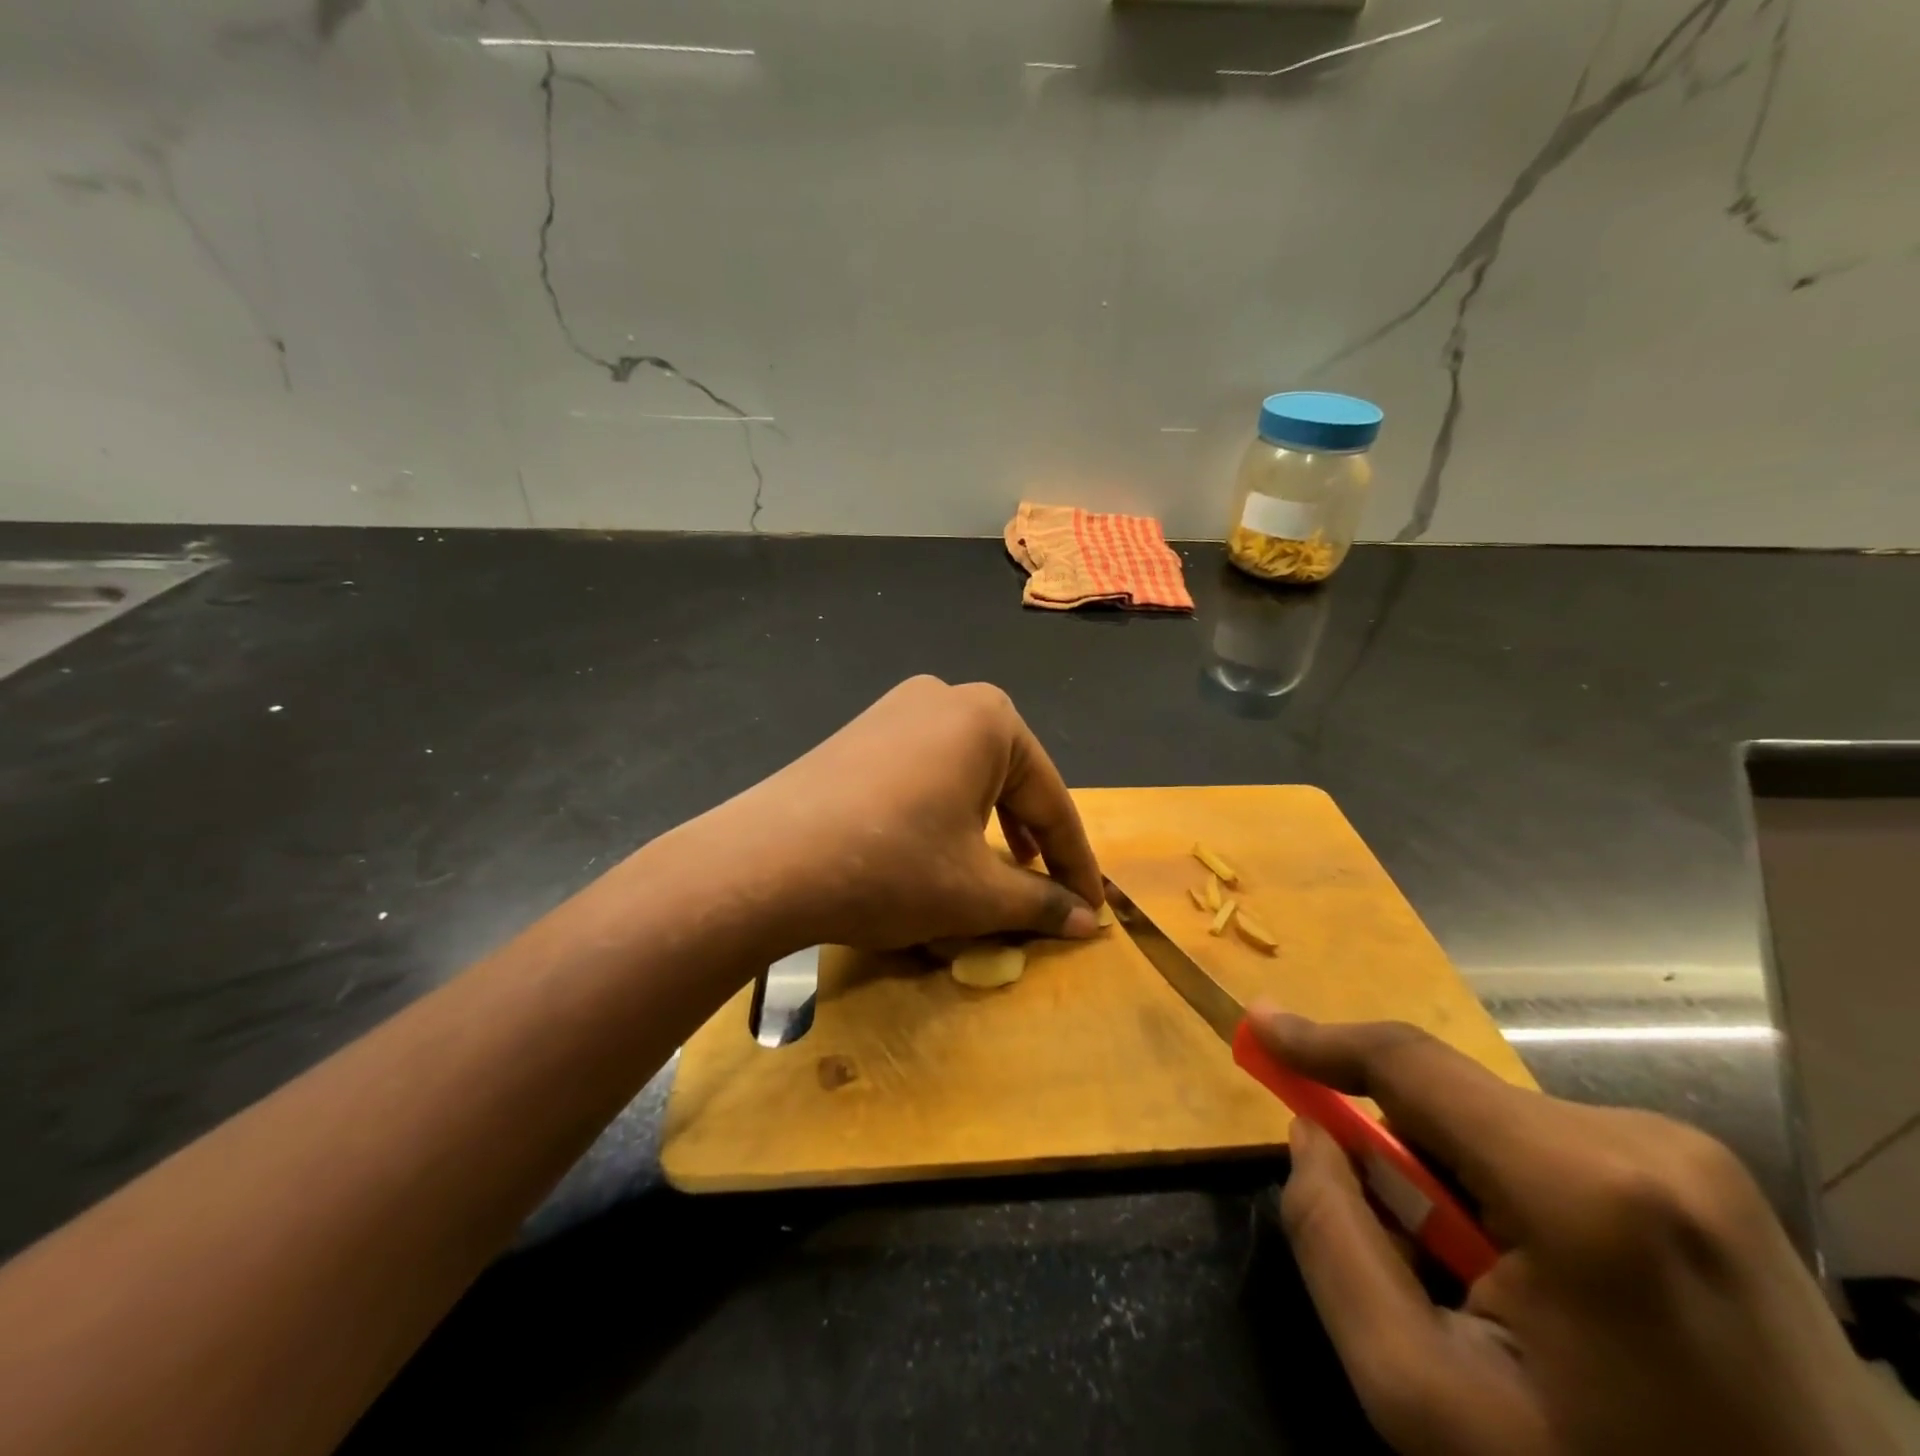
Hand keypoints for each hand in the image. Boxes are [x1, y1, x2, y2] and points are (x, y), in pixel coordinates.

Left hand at [697, 677, 1103, 953]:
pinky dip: (945, 810)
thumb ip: (1041, 902)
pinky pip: (924, 771)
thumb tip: (1090, 922)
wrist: (764, 863)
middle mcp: (946, 697)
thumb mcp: (976, 893)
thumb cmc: (891, 867)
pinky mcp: (859, 733)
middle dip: (1032, 838)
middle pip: (1010, 779)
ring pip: (966, 774)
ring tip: (1001, 867)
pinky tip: (939, 843)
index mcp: (989, 719)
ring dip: (990, 824)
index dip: (1075, 863)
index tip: (1093, 909)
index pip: (1051, 801)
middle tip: (1049, 889)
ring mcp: (895, 709)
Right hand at [1254, 1012, 1896, 1455]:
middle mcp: (1648, 1143)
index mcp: (1587, 1189)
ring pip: (1499, 1127)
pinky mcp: (1713, 1183)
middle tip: (1416, 1256)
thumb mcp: (1426, 1401)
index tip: (1256, 1028)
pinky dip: (1515, 1194)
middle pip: (1453, 1105)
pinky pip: (1554, 1151)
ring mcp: (1694, 1161)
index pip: (1410, 1066)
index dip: (1319, 1040)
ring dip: (1460, 1183)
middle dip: (1404, 1159)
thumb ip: (1334, 1246)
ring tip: (1499, 1294)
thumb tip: (1311, 1135)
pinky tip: (1560, 1292)